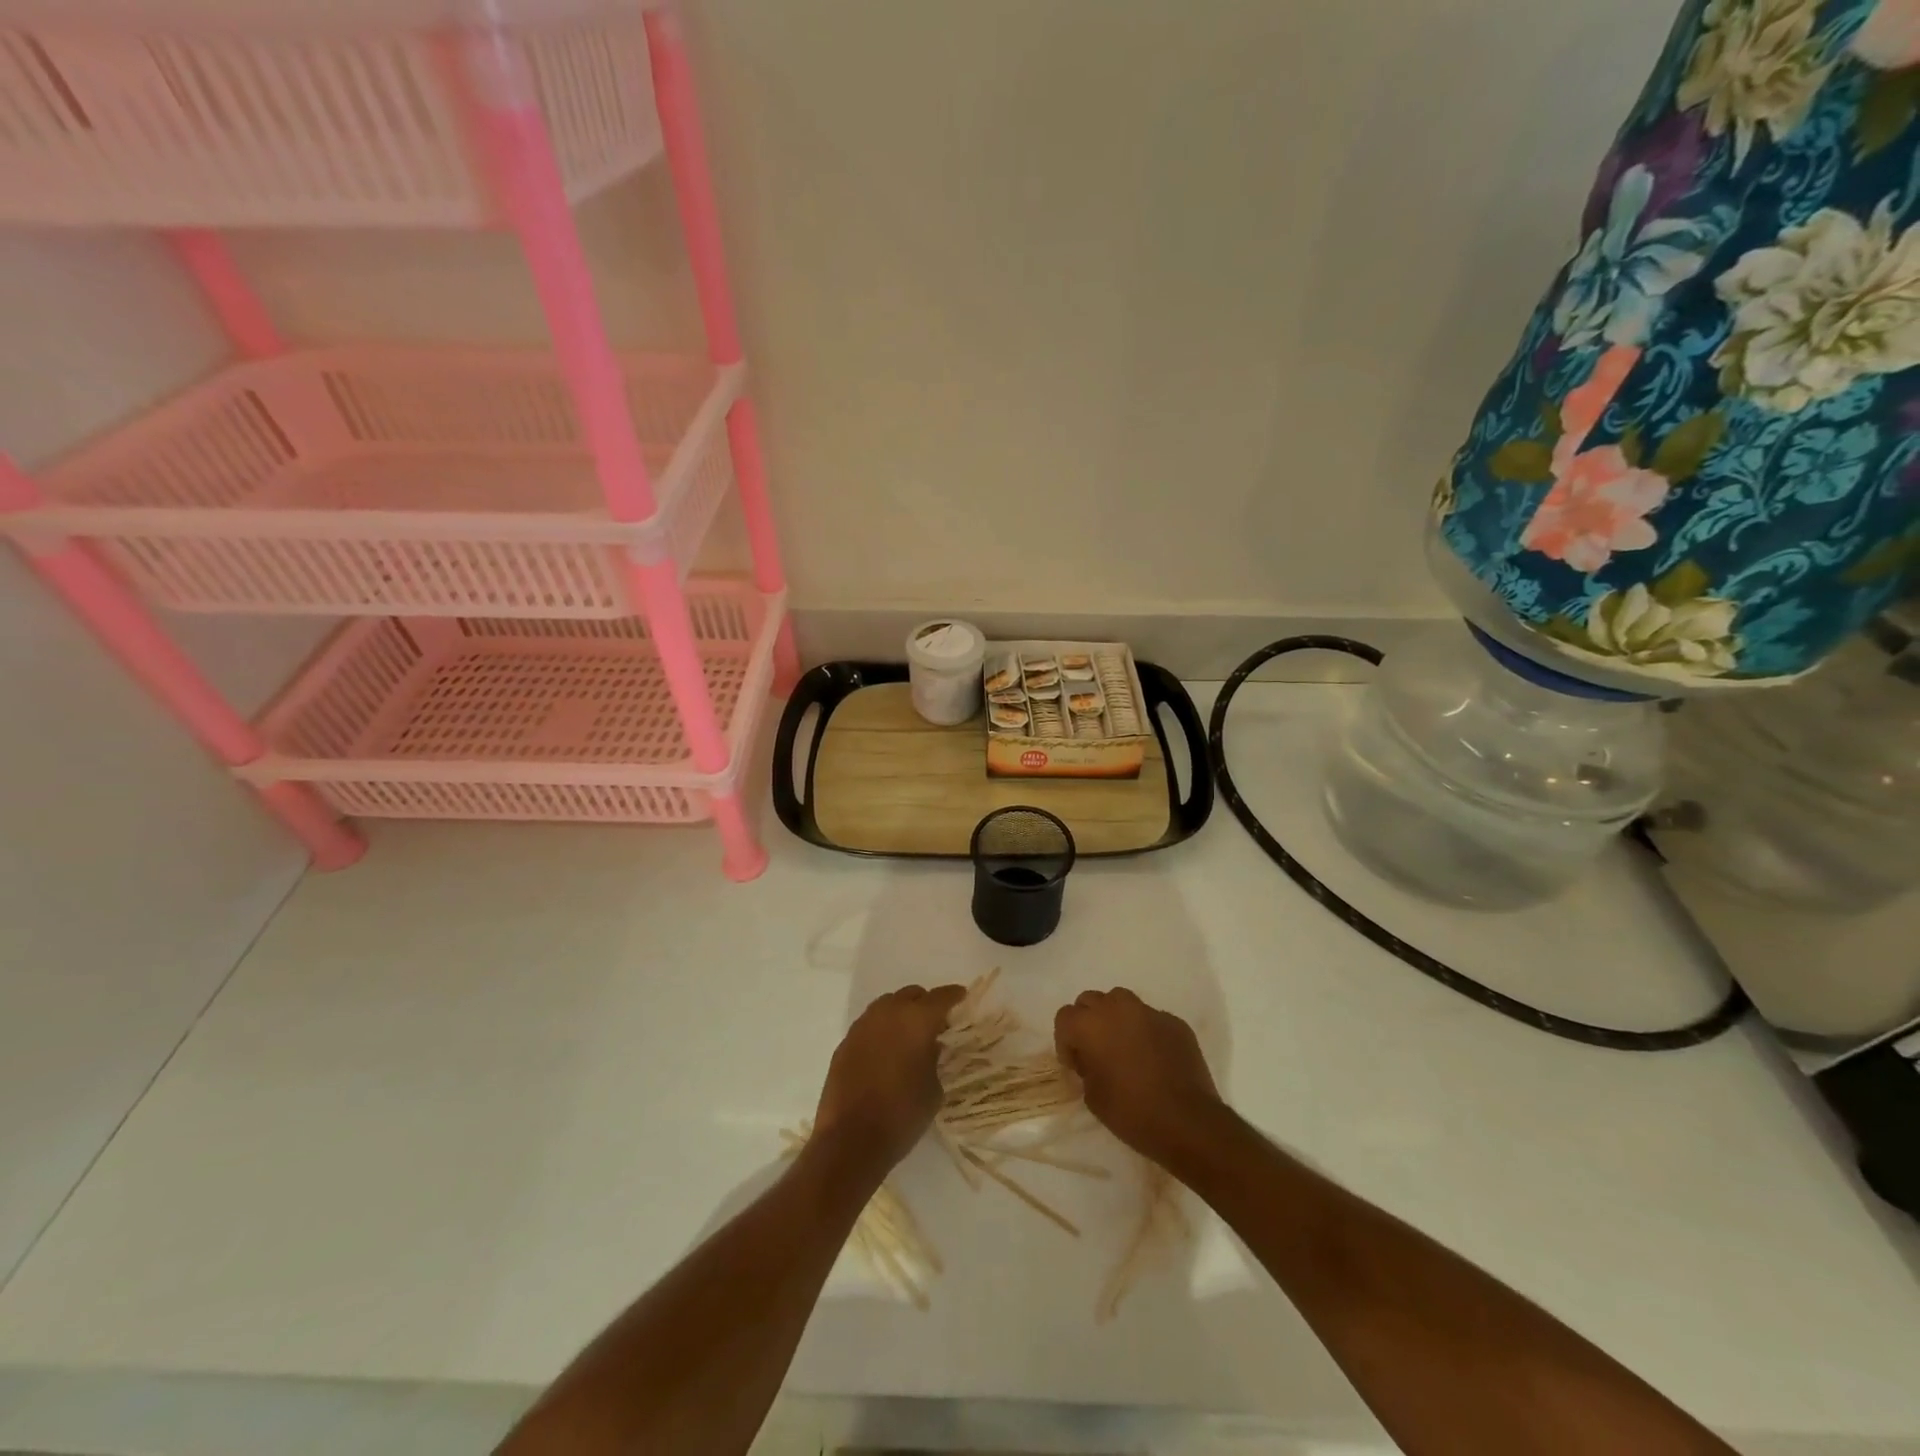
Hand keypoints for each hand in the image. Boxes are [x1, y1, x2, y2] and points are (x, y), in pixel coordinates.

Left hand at [814, 984, 965, 1171]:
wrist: (851, 1139)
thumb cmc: (902, 1114)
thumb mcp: (934, 1089)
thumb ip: (934, 1059)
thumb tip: (928, 1047)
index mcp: (917, 1020)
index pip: (941, 997)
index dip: (954, 996)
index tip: (962, 997)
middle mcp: (889, 1013)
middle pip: (911, 995)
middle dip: (925, 1004)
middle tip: (935, 1023)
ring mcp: (863, 1025)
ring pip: (887, 1005)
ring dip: (900, 1014)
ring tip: (908, 1036)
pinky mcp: (845, 1042)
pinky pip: (869, 1025)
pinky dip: (881, 1031)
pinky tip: (885, 1052)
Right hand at [1055, 988, 1223, 1169]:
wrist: (1187, 1122)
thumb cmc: (1132, 1112)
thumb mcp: (1092, 1096)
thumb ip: (1086, 1067)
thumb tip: (1092, 1059)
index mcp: (1091, 1025)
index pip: (1064, 1017)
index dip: (1065, 1041)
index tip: (1076, 1065)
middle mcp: (1117, 1008)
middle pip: (1090, 1000)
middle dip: (1087, 1022)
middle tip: (1096, 1051)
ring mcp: (1149, 1012)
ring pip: (1121, 1001)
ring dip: (1115, 1018)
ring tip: (1124, 1046)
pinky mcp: (1174, 1022)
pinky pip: (1151, 1018)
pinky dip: (1145, 1031)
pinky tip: (1154, 1057)